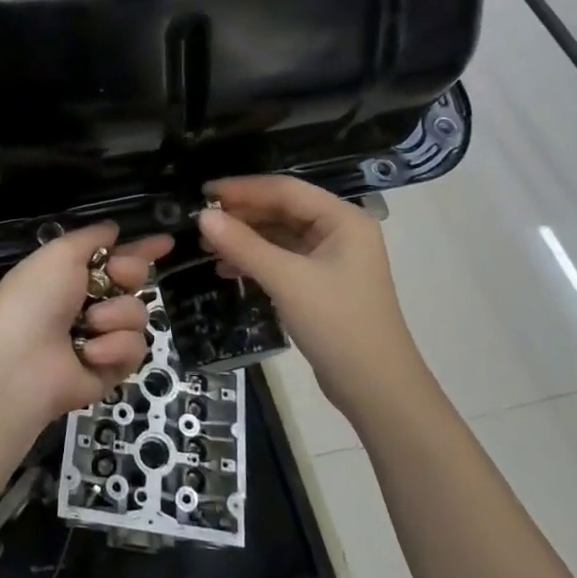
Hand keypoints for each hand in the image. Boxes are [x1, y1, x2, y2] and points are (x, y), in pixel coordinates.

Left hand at [0, 223, 174, 427]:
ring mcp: (102, 337)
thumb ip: (91, 238)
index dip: (141, 249)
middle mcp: (89, 303)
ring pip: (138, 313)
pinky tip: (90, 353)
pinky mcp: (113, 368)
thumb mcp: (60, 254)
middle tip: (116, 277)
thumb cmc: (35, 299)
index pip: (115, 257)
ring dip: (116, 315)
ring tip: (90, 325)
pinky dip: (114, 347)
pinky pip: (135, 347)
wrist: (21, 364)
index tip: (167, 241)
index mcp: (72, 274)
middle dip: (130, 273)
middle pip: (135, 281)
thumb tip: (114, 228)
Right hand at [198, 176, 419, 419]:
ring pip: (280, 235)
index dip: (243, 188)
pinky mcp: (321, 283)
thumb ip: (244, 245)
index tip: (203, 192)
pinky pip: (282, 259)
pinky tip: (226, 269)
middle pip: (283, 210)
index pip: (286, 189)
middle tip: (200, 220)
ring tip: (206, 245)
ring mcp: (331, 259)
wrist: (376, 389)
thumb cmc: (337, 324)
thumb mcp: (287, 280)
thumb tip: (203, 216)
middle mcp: (340, 231)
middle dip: (242, 215)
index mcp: (342, 219)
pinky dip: (255, 260)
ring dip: (245, 238)